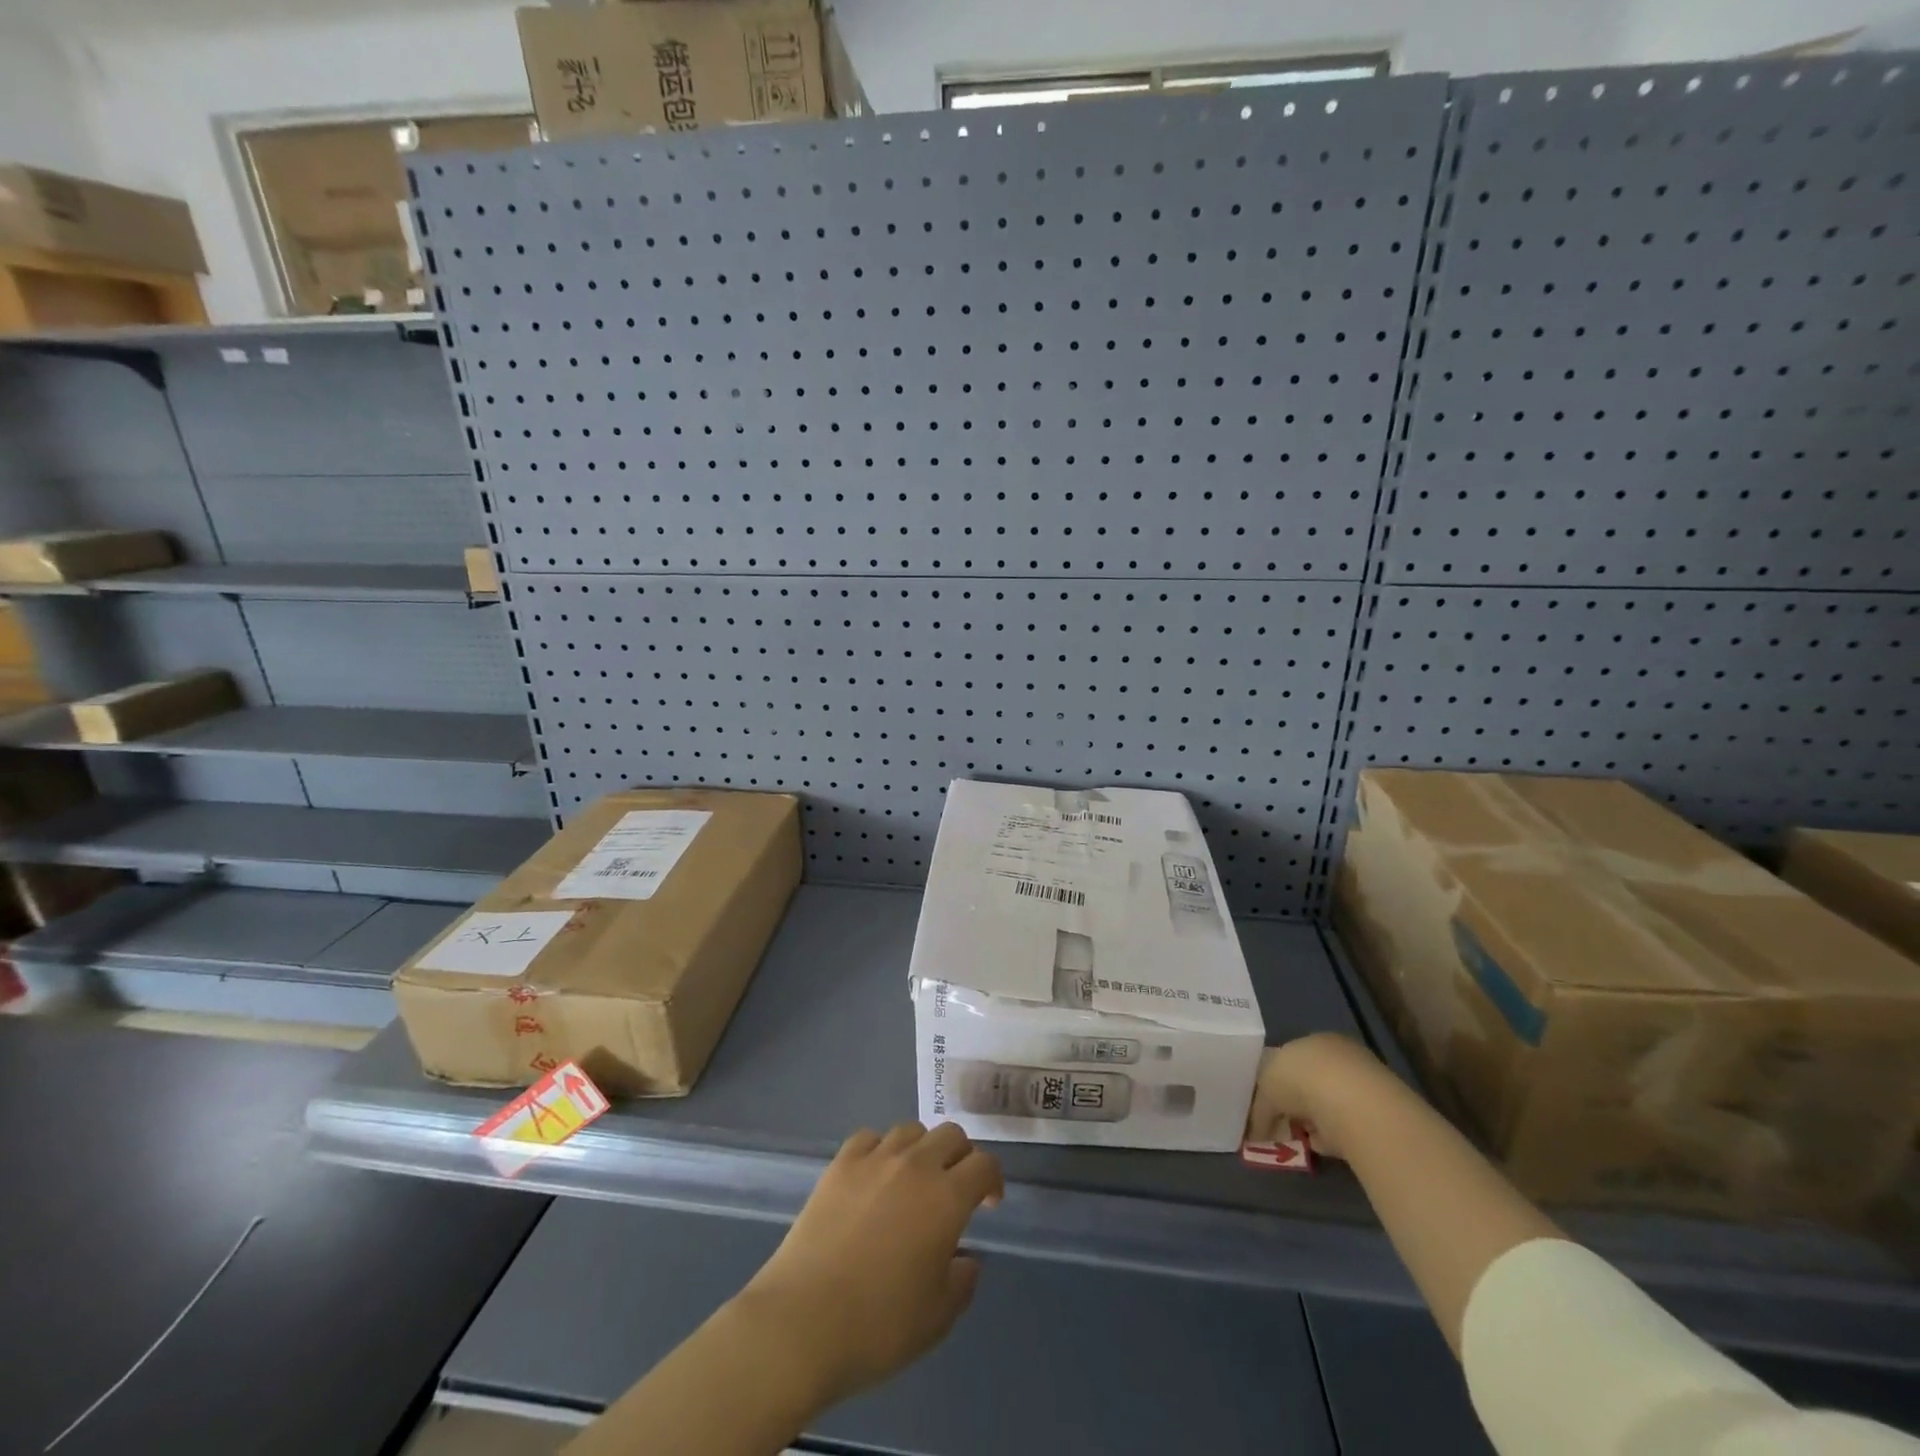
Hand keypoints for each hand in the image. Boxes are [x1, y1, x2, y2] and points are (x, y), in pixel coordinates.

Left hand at [734, 1122, 1003, 1406]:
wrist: (803, 1322)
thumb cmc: (878, 1326)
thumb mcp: (937, 1318)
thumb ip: (962, 1281)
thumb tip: (964, 1258)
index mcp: (947, 1198)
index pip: (984, 1164)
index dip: (993, 1179)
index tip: (988, 1203)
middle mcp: (915, 1165)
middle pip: (951, 1135)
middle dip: (961, 1157)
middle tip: (955, 1189)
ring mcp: (874, 1159)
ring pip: (911, 1130)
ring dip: (923, 1149)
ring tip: (914, 1180)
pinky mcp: (840, 1164)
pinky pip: (870, 1138)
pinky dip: (881, 1149)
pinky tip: (875, 1176)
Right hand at [1246, 1032, 1383, 1159]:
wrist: (1350, 1102)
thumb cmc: (1299, 1079)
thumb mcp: (1266, 1088)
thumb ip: (1260, 1107)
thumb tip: (1256, 1130)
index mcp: (1312, 1041)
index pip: (1291, 1059)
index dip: (1277, 1082)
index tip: (1268, 1104)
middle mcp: (1338, 1059)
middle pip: (1310, 1083)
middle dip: (1295, 1105)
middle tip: (1281, 1126)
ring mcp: (1359, 1087)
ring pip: (1327, 1106)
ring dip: (1313, 1123)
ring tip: (1298, 1139)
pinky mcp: (1375, 1117)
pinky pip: (1344, 1128)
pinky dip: (1330, 1139)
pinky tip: (1318, 1147)